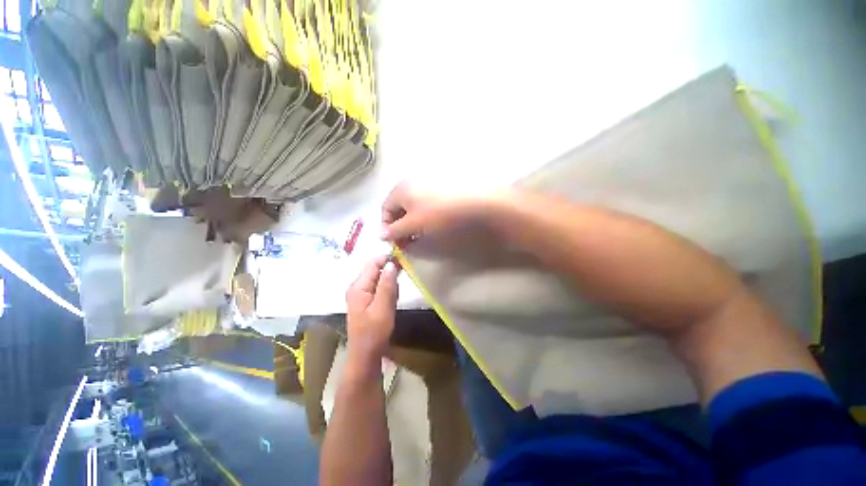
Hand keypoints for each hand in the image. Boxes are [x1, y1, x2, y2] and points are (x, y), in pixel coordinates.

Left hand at [346, 256, 400, 364]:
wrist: (366, 354)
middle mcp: (357, 286)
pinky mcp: (365, 299)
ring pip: (378, 278)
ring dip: (390, 283)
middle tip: (401, 283)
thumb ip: (387, 285)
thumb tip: (391, 263)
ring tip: (395, 296)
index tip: (403, 261)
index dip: (387, 259)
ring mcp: (360, 293)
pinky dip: (387, 290)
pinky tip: (391, 301)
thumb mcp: (383, 308)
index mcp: (358, 286)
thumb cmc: (374, 332)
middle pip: (375, 269)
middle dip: (390, 272)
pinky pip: (378, 287)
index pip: (373, 263)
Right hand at [381, 181, 489, 243]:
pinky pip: (426, 204)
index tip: (393, 242)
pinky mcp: (441, 188)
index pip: (385, 208)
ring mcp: (428, 184)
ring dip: (412, 222)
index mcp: (401, 188)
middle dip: (400, 226)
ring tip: (420, 235)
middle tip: (407, 242)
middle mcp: (412, 182)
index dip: (386, 226)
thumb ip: (395, 231)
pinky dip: (424, 216)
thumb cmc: (437, 212)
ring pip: (413, 206)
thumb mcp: (413, 224)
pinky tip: (432, 224)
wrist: (472, 201)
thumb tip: (382, 235)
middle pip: (399, 207)